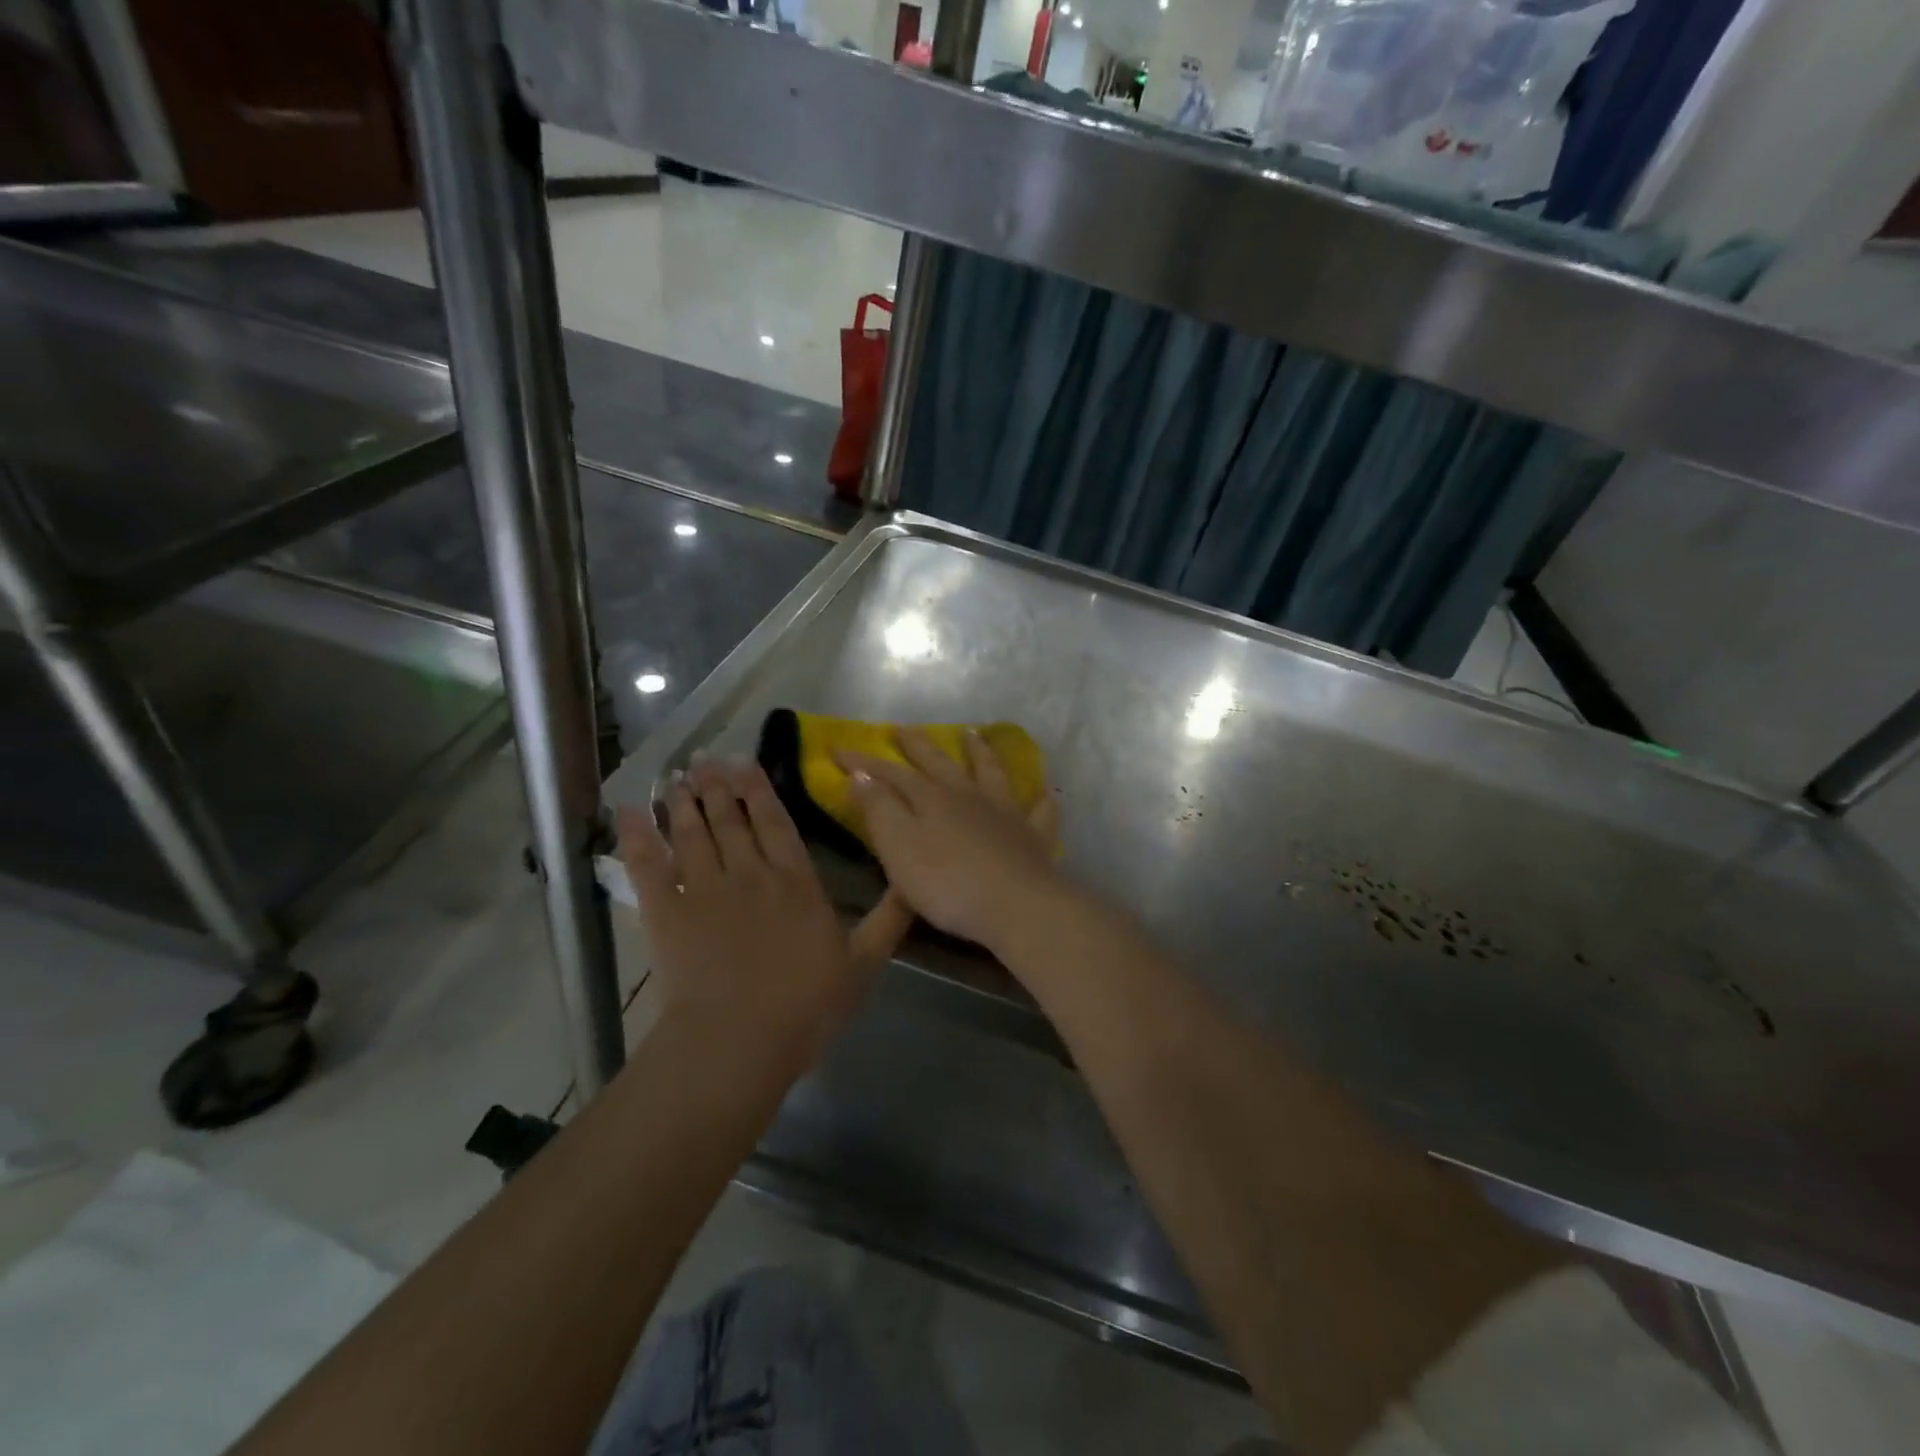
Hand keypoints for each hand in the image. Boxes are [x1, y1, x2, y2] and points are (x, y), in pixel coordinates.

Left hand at [619, 755, 911, 1064]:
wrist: (738, 1041)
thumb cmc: (806, 1007)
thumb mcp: (863, 965)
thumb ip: (889, 920)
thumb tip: (914, 882)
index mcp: (796, 882)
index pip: (777, 824)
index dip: (760, 792)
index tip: (745, 763)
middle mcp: (750, 873)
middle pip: (731, 821)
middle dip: (719, 787)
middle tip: (705, 759)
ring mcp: (704, 889)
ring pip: (693, 833)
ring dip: (685, 802)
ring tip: (678, 777)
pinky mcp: (666, 912)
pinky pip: (648, 865)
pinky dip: (636, 836)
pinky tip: (628, 811)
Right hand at [836, 728, 1063, 951]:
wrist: (1016, 905)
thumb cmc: (947, 883)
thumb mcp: (899, 848)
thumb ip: (879, 810)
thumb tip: (861, 775)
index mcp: (931, 798)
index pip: (890, 773)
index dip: (863, 761)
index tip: (838, 749)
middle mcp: (968, 796)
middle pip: (939, 763)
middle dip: (918, 745)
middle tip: (903, 728)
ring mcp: (1005, 813)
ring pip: (991, 773)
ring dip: (980, 752)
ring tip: (972, 733)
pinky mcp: (1033, 837)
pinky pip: (1039, 811)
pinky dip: (1040, 799)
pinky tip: (1044, 792)